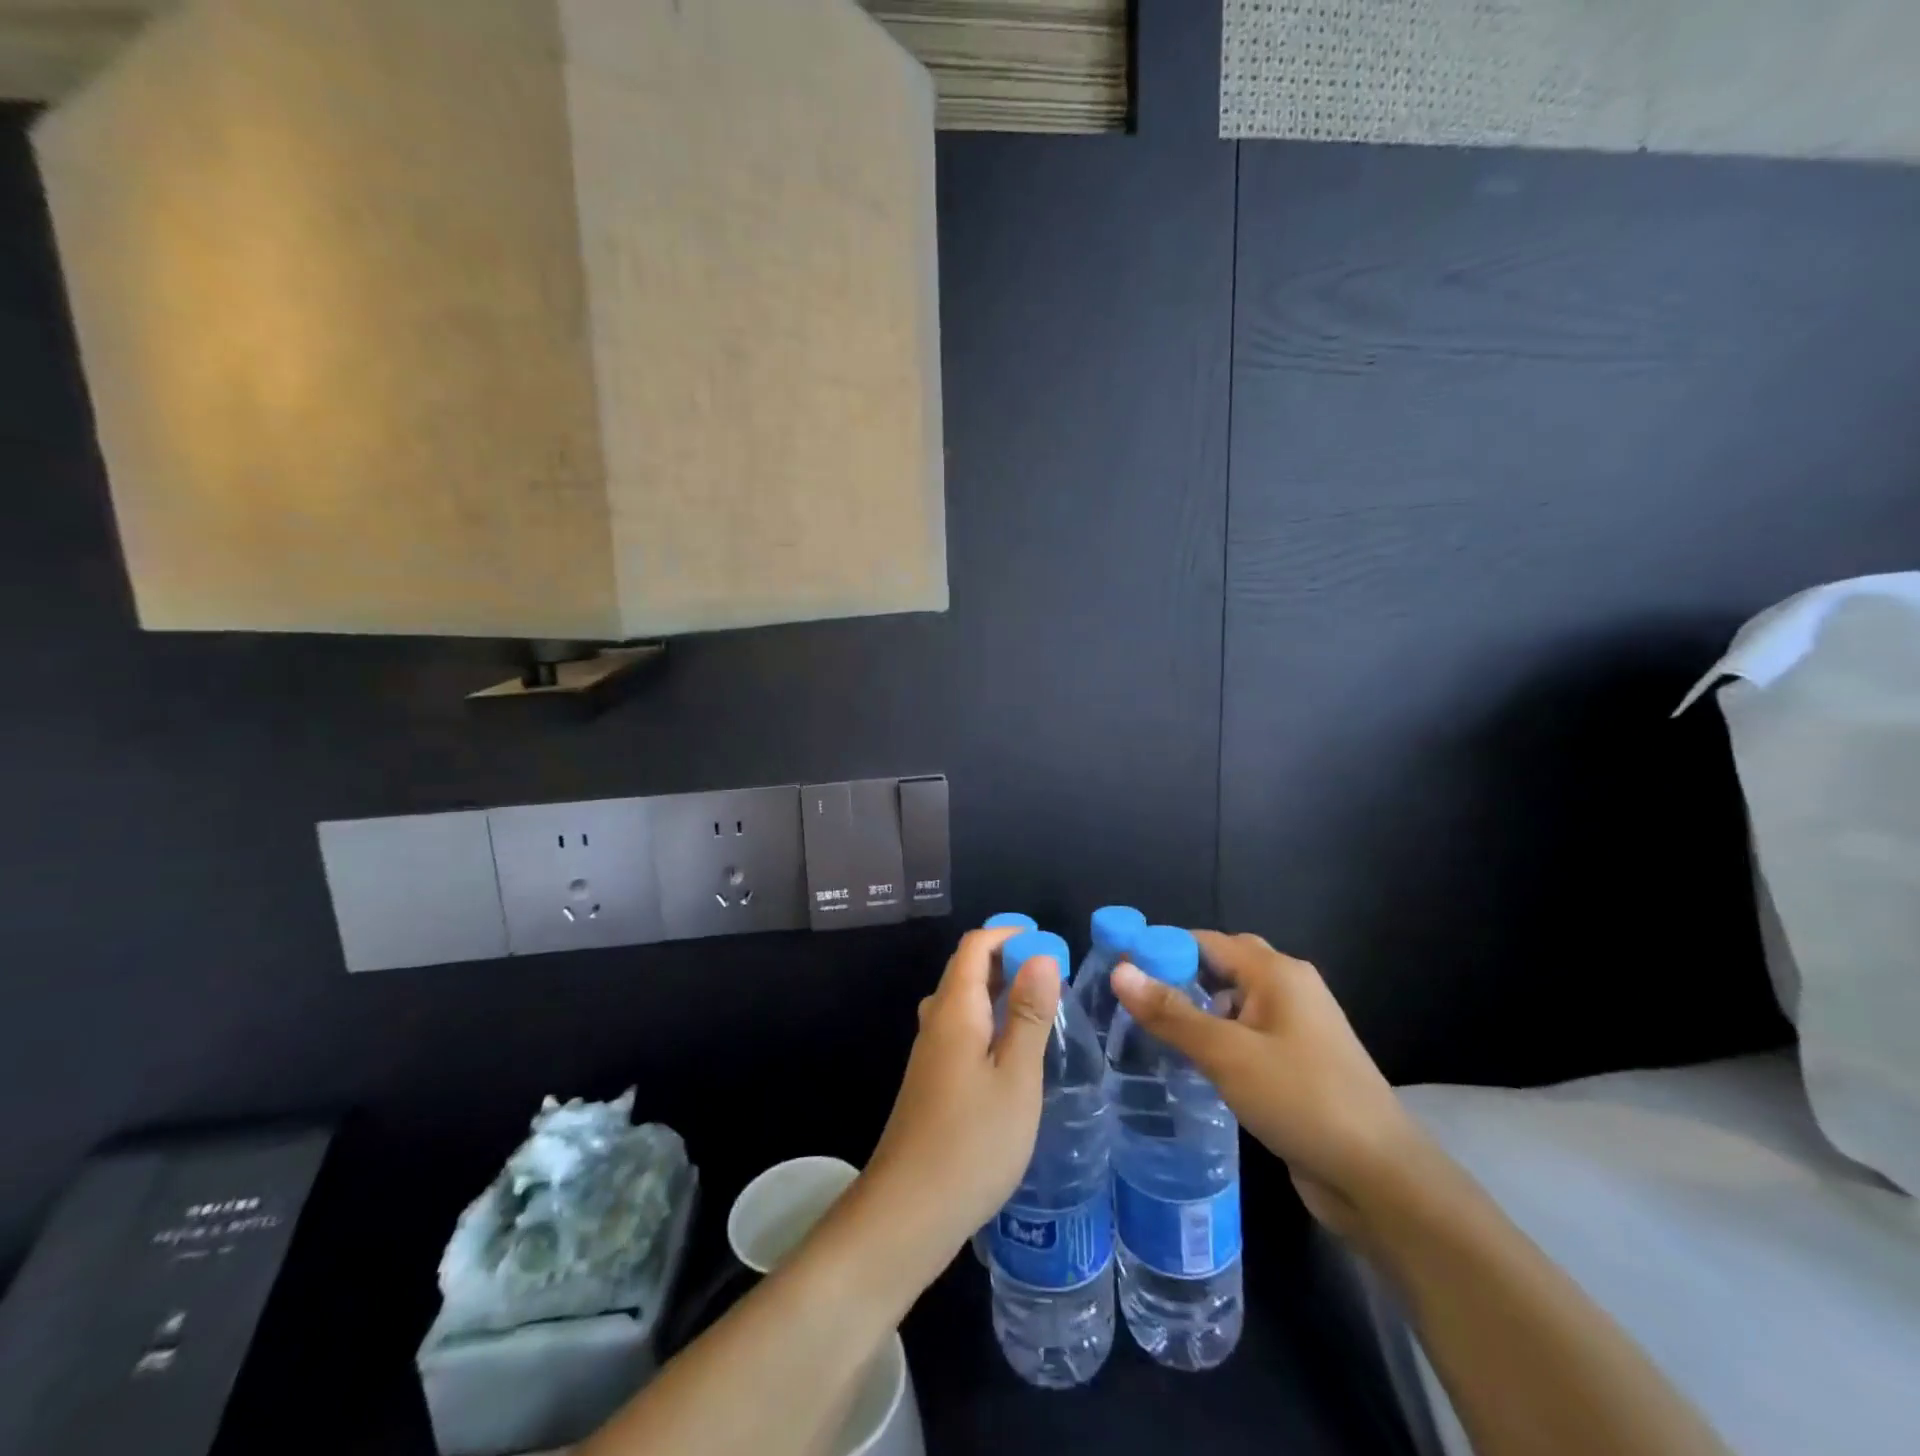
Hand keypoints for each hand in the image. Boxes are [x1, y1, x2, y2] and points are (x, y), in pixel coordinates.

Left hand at [859, 927, 1061, 1276]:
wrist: (908, 1212)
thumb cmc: (972, 1142)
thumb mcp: (1015, 1077)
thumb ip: (1029, 1014)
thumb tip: (1041, 955)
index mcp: (955, 1009)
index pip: (975, 946)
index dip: (1009, 934)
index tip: (1049, 945)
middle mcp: (936, 1021)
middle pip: (966, 969)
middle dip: (1007, 959)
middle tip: (1054, 978)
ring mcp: (929, 1052)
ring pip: (963, 1001)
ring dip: (998, 991)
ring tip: (1039, 1009)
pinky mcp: (930, 1080)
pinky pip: (960, 1029)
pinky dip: (988, 1021)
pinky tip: (1012, 1052)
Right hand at [1110, 930, 1425, 1239]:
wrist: (1380, 1179)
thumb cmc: (1301, 1100)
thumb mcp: (1227, 1054)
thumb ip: (1171, 1012)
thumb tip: (1120, 971)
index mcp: (1277, 972)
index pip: (1206, 941)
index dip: (1161, 949)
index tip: (1119, 968)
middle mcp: (1290, 988)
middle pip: (1223, 964)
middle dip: (1180, 975)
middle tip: (1136, 999)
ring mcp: (1299, 1027)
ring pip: (1235, 1001)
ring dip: (1198, 1008)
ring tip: (1153, 1028)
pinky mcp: (1300, 1062)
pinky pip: (1248, 1032)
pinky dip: (1219, 1036)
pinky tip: (1194, 1061)